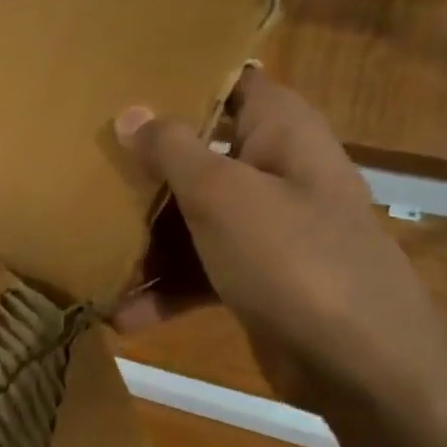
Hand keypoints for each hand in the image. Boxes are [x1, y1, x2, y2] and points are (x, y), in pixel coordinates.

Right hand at [114, 68, 446, 446]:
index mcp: (280, 131)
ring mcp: (266, 229)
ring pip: (193, 218)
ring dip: (146, 240)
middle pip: (199, 155)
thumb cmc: (291, 258)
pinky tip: (121, 315)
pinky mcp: (256, 277)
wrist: (362, 367)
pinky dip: (166, 290)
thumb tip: (131, 111)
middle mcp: (275, 171)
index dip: (180, 78)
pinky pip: (201, 271)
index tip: (120, 86)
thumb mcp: (222, 196)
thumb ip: (172, 150)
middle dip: (144, 169)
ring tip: (86, 254)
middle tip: (83, 167)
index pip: (230, 82)